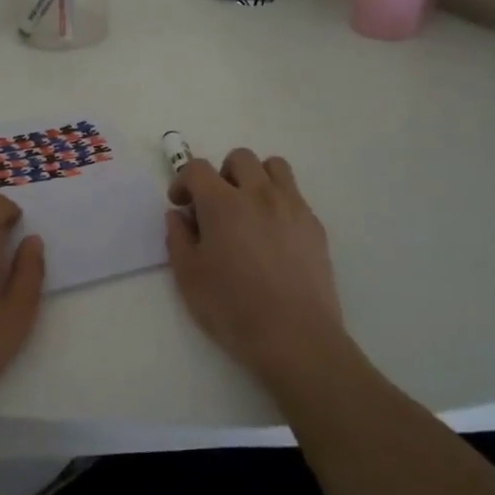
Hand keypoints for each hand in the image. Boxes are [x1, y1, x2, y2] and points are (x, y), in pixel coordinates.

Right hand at [166, 149, 346, 384]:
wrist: (295, 336)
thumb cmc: (233, 308)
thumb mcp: (189, 277)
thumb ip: (178, 238)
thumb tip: (179, 216)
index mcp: (223, 203)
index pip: (198, 168)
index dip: (183, 181)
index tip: (181, 204)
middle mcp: (259, 194)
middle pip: (240, 158)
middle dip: (222, 174)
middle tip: (215, 205)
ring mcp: (292, 207)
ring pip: (275, 167)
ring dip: (256, 178)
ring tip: (248, 209)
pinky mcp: (315, 226)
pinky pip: (295, 196)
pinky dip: (279, 202)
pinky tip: (273, 236)